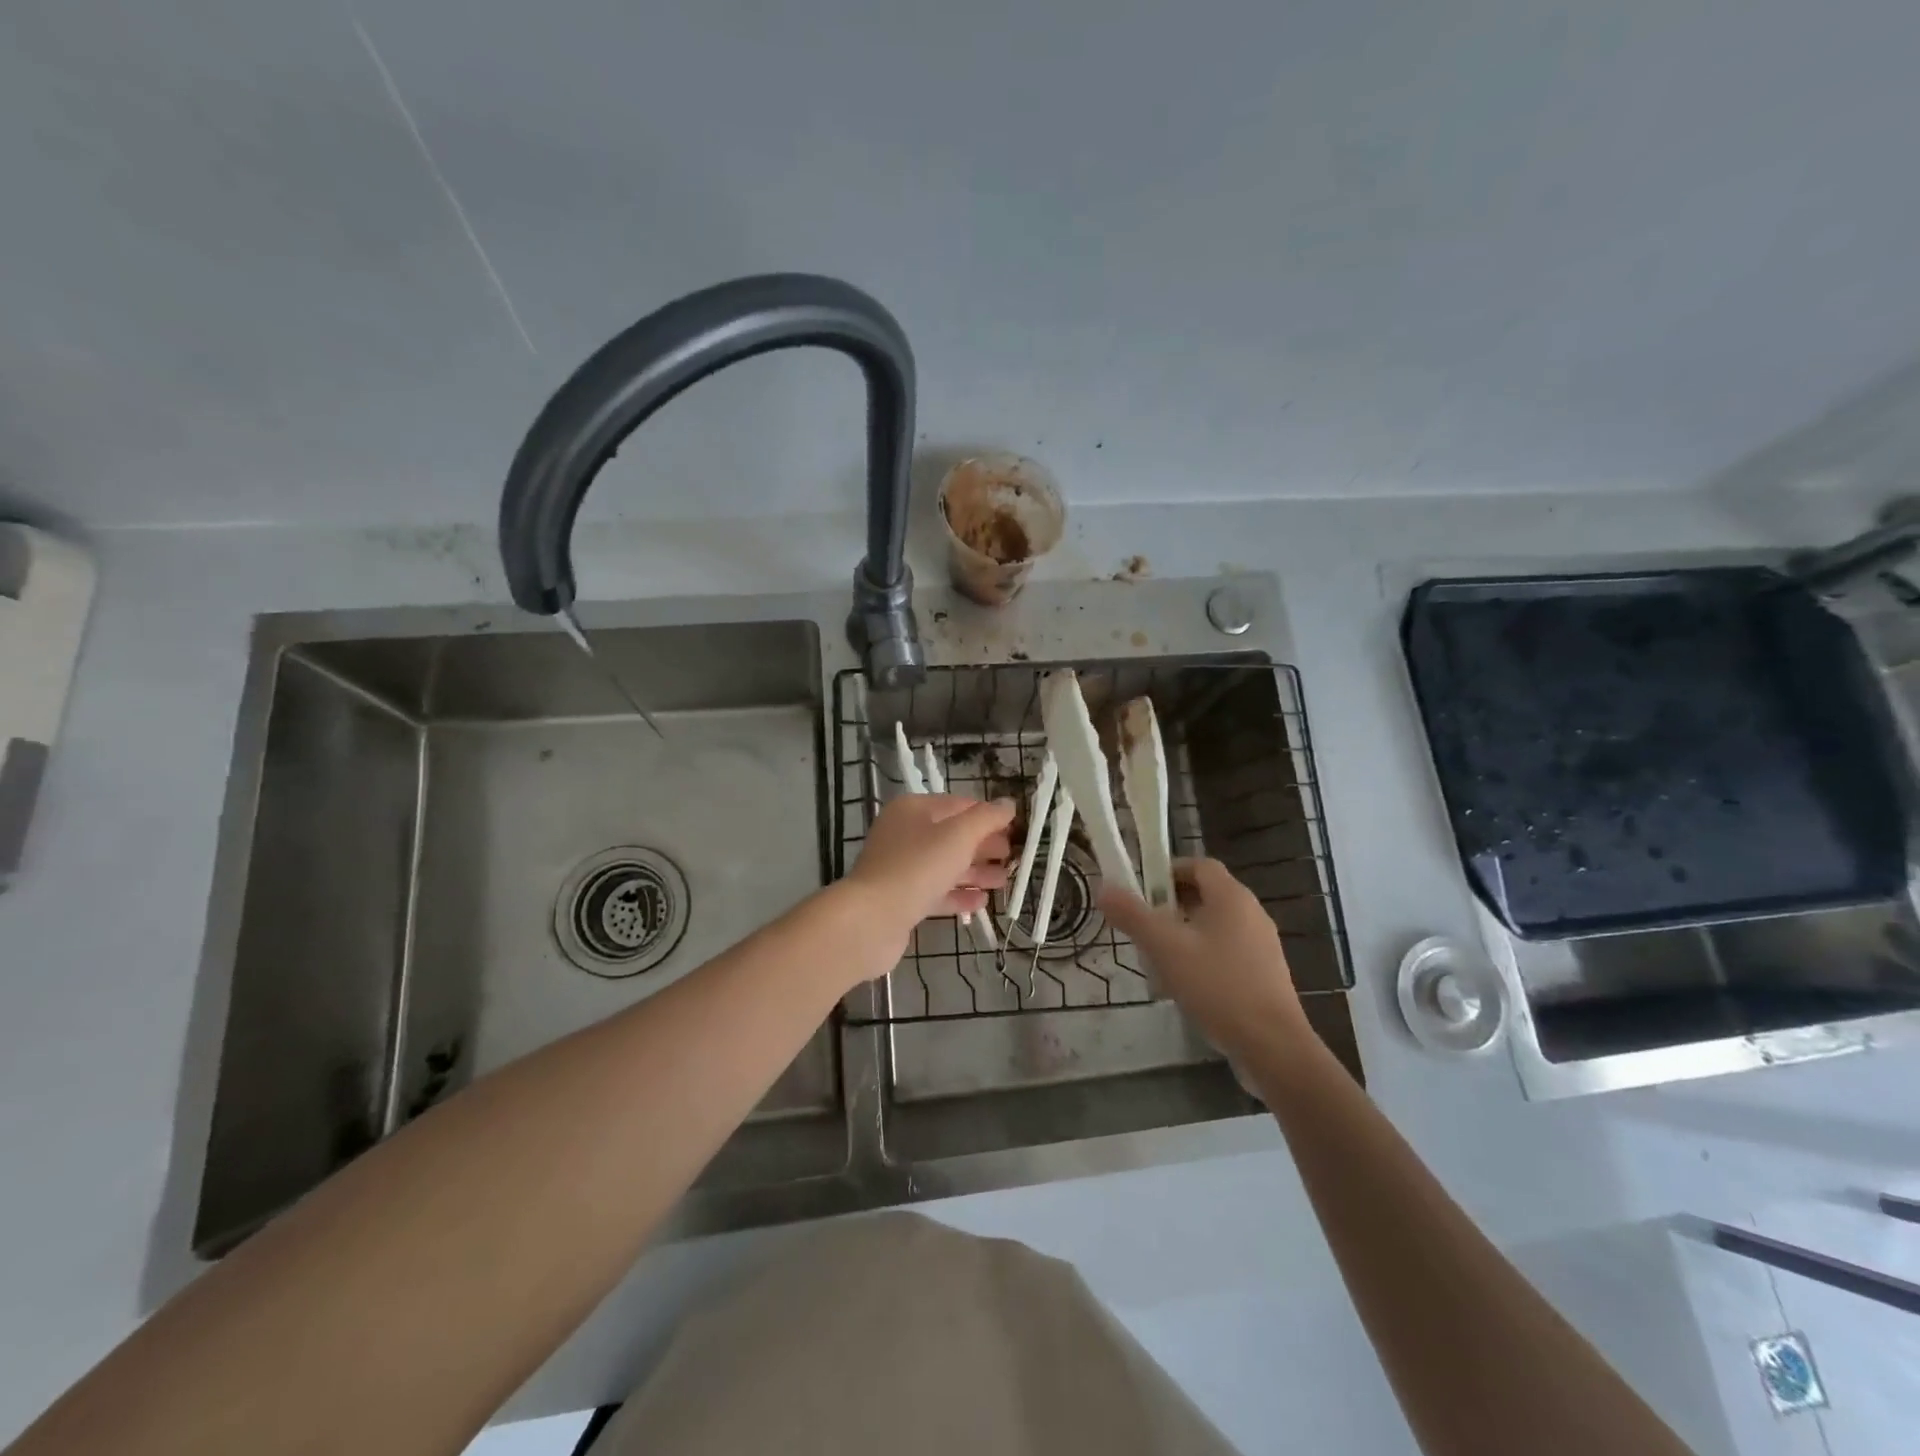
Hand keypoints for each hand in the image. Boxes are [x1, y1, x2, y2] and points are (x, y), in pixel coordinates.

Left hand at [840, 795, 1013, 971]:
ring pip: (946, 865)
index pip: (959, 805)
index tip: (1016, 830)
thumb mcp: (958, 836)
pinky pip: (936, 891)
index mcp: (914, 809)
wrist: (871, 919)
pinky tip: (982, 901)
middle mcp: (905, 834)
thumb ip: (986, 818)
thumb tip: (1008, 804)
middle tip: (1014, 858)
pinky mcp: (902, 898)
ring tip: (1004, 881)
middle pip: (953, 835)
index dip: (989, 816)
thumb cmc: (917, 867)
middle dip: (985, 846)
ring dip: (977, 871)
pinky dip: (959, 894)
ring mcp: (901, 867)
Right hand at [1099, 858, 1308, 1065]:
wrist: (1272, 1047)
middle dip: (1170, 907)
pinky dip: (1202, 960)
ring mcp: (1261, 946)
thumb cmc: (1218, 986)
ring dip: (1183, 936)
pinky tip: (1184, 988)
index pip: (1199, 865)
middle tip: (1143, 927)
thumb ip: (1133, 915)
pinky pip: (1226, 954)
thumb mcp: (1165, 948)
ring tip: (1157, 961)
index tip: (1141, 891)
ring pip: (1213, 927)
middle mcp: (1251, 914)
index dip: (1168, 871)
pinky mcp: (1264, 976)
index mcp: (1232, 897)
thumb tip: (1105, 888)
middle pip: (1205, 896)